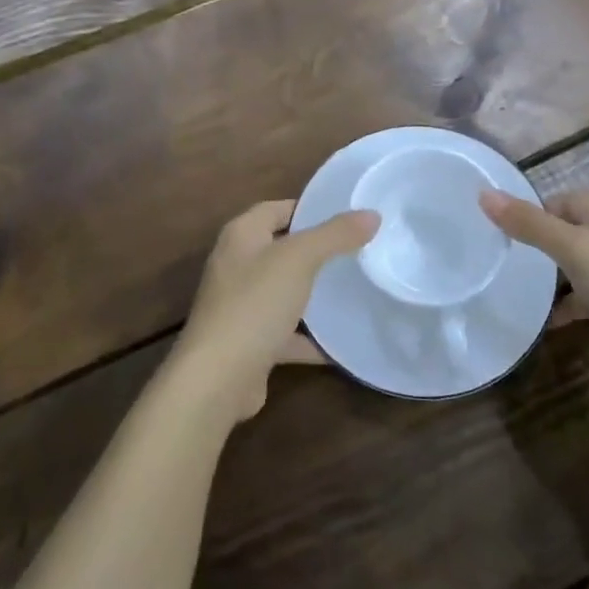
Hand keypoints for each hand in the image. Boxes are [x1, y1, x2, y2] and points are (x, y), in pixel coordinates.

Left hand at [172, 200, 378, 425]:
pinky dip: (309, 338)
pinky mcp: (249, 343)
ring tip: (355, 289)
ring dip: (313, 294)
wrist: (217, 380)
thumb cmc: (254, 304)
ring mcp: (241, 306)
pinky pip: (285, 333)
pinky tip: (340, 343)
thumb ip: (335, 234)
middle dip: (316, 251)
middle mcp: (237, 265)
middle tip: (358, 250)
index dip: (309, 208)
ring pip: (284, 291)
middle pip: (282, 249)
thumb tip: (372, 214)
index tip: (347, 215)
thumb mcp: (299, 259)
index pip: (277, 209)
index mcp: (241, 235)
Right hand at [480, 190, 588, 390]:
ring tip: (519, 290)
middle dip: (539, 244)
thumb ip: (528, 223)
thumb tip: (484, 193)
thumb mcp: (571, 248)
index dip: (531, 213)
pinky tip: (549, 322)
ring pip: (579, 265)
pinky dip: (570, 305)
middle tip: (505, 262)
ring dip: (553, 277)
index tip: (500, 234)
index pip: (559, 200)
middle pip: (569, 231)